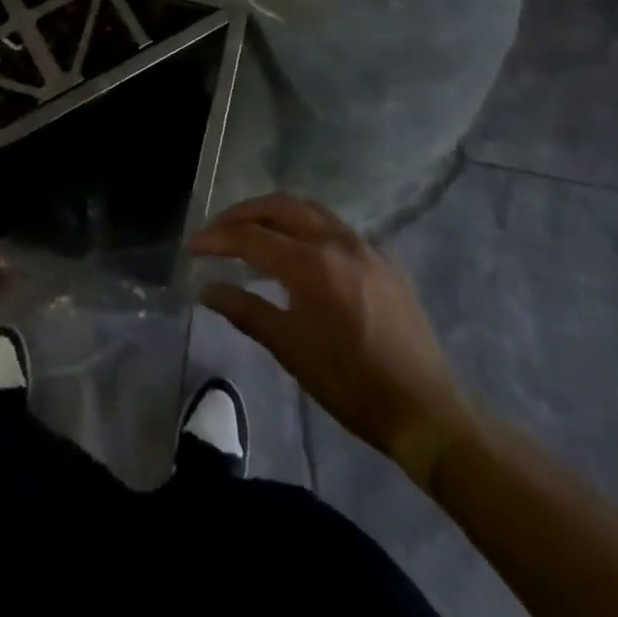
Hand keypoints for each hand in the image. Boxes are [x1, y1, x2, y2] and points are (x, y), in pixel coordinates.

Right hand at [188, 193, 478, 488]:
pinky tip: (299, 251)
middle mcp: (336, 241)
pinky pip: (336, 228)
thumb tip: (206, 289)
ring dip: (274, 213)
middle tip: (216, 229)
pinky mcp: (384, 258)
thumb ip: (245, 310)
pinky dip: (306, 228)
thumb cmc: (350, 384)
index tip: (191, 247)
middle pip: (279, 206)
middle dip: (242, 212)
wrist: (425, 411)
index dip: (217, 238)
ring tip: (250, 231)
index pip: (251, 237)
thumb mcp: (290, 349)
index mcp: (310, 264)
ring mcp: (365, 245)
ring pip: (309, 209)